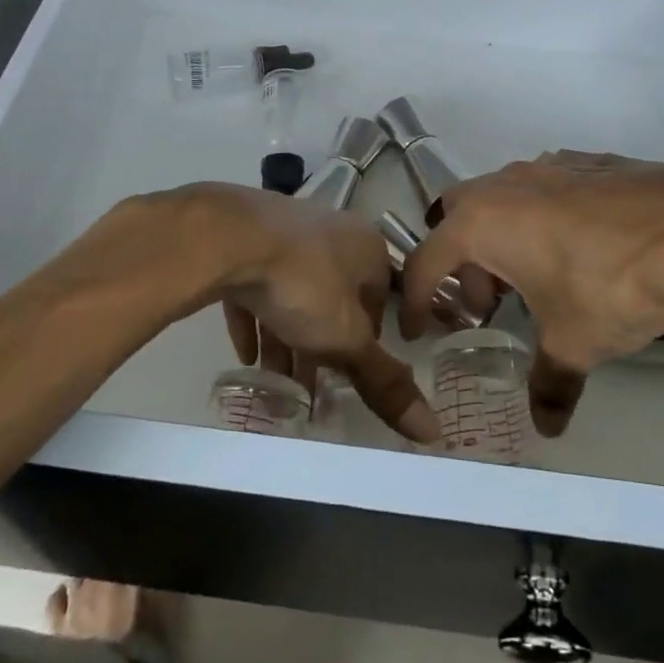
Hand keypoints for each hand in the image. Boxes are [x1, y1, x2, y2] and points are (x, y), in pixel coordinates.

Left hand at [190, 186, 439, 444]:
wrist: (229, 238)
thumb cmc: (304, 284)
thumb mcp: (347, 339)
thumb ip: (384, 381)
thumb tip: (434, 430)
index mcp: (367, 248)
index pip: (379, 301)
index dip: (366, 343)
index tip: (349, 375)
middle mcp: (331, 232)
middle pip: (333, 299)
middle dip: (322, 345)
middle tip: (310, 387)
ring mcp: (286, 232)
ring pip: (293, 294)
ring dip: (286, 339)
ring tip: (276, 383)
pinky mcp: (246, 240)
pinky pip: (256, 287)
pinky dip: (254, 320)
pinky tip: (246, 355)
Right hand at [400, 153, 663, 435]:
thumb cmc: (610, 288)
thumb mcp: (573, 342)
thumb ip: (550, 381)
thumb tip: (546, 425)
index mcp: (482, 223)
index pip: (426, 262)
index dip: (415, 300)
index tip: (418, 328)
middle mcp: (506, 185)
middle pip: (457, 216)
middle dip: (461, 260)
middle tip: (488, 302)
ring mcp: (550, 165)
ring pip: (504, 197)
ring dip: (504, 236)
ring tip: (538, 278)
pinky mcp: (592, 162)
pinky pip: (548, 188)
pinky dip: (545, 217)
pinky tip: (583, 249)